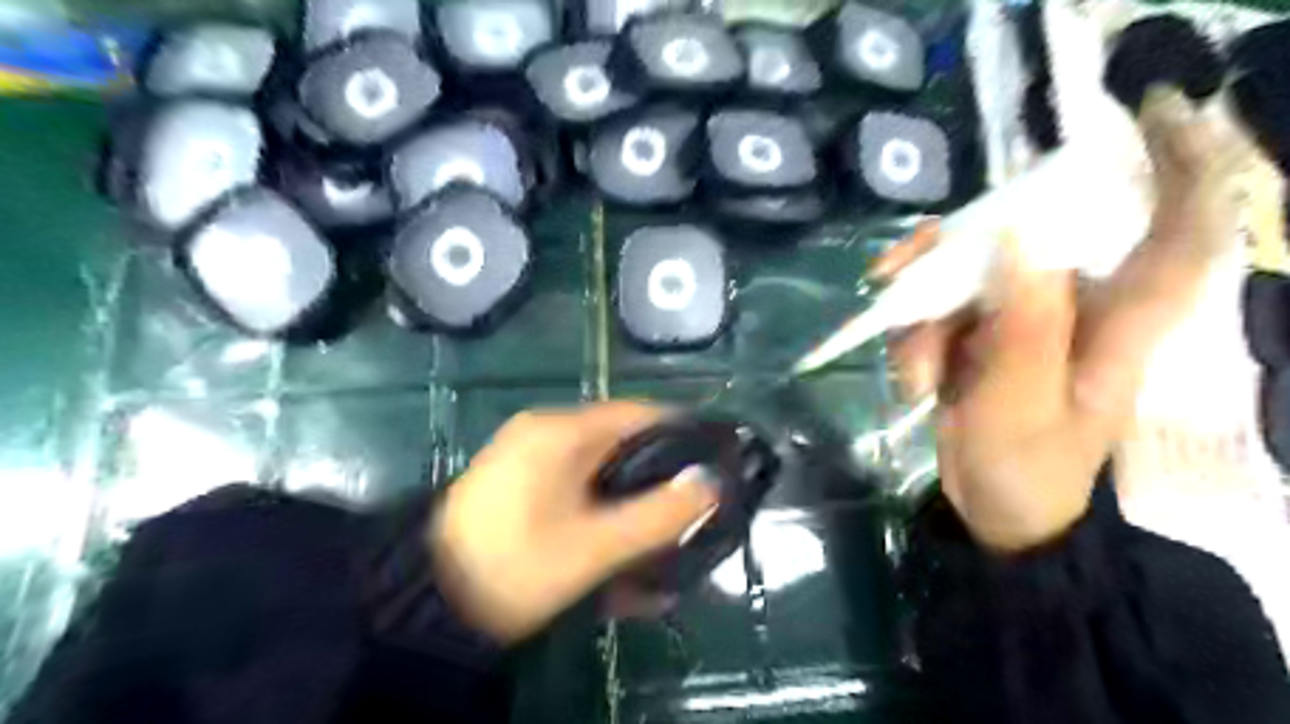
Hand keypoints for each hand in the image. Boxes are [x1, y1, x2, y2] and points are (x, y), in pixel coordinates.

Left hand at [427, 400, 721, 645]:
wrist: (424, 601)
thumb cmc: (514, 565)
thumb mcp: (593, 547)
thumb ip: (657, 516)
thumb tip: (710, 485)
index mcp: (562, 431)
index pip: (640, 413)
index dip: (682, 436)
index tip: (715, 466)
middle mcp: (545, 432)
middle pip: (621, 443)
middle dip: (657, 478)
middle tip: (689, 512)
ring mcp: (528, 457)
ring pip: (599, 470)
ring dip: (629, 501)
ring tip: (659, 538)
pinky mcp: (518, 483)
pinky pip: (575, 488)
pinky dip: (600, 511)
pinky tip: (616, 547)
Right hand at [887, 91, 1250, 553]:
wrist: (995, 515)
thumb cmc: (1027, 472)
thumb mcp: (1022, 406)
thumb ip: (1025, 324)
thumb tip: (1015, 237)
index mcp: (1117, 321)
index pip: (1176, 228)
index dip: (1178, 167)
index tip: (1149, 116)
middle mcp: (1070, 304)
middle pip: (1018, 240)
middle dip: (948, 253)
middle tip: (893, 272)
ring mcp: (1017, 319)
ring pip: (960, 276)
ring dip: (918, 314)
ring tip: (913, 371)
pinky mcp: (978, 334)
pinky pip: (936, 310)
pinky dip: (912, 341)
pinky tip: (913, 382)